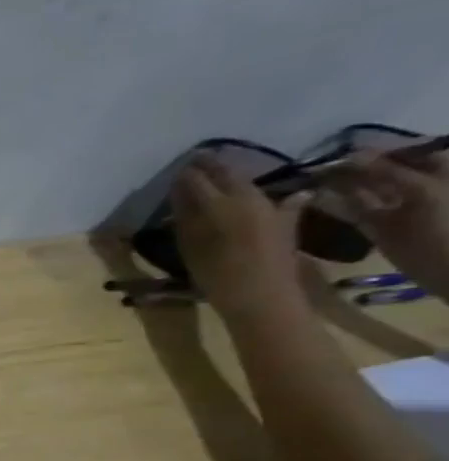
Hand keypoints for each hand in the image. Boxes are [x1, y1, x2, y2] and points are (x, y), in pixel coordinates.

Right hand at [170, 157, 310, 320]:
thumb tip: (179, 195)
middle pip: (227, 174)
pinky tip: (250, 192)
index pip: (198, 179)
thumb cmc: (218, 276)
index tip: (175, 170)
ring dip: (229, 177)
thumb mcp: (192, 247)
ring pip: (246, 183)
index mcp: (223, 204)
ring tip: (214, 176)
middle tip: (195, 162)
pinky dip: (252, 193)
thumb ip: (185, 218)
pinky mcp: (285, 218)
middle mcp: (249, 198)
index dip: (186, 173)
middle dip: (210, 167)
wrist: (263, 297)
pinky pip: (268, 196)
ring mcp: (271, 206)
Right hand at [321, 146, 448, 300]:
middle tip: (313, 166)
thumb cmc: (448, 229)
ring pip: (366, 189)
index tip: (336, 149)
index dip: (373, 149)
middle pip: (383, 169)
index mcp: (441, 170)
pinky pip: (355, 211)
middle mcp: (421, 185)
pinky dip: (335, 205)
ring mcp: (399, 208)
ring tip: (306, 180)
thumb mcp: (424, 192)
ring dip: (339, 185)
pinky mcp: (379, 228)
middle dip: (351, 167)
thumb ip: (387, 172)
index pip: (405, 150)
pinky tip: (312, 199)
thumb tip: (350, 154)